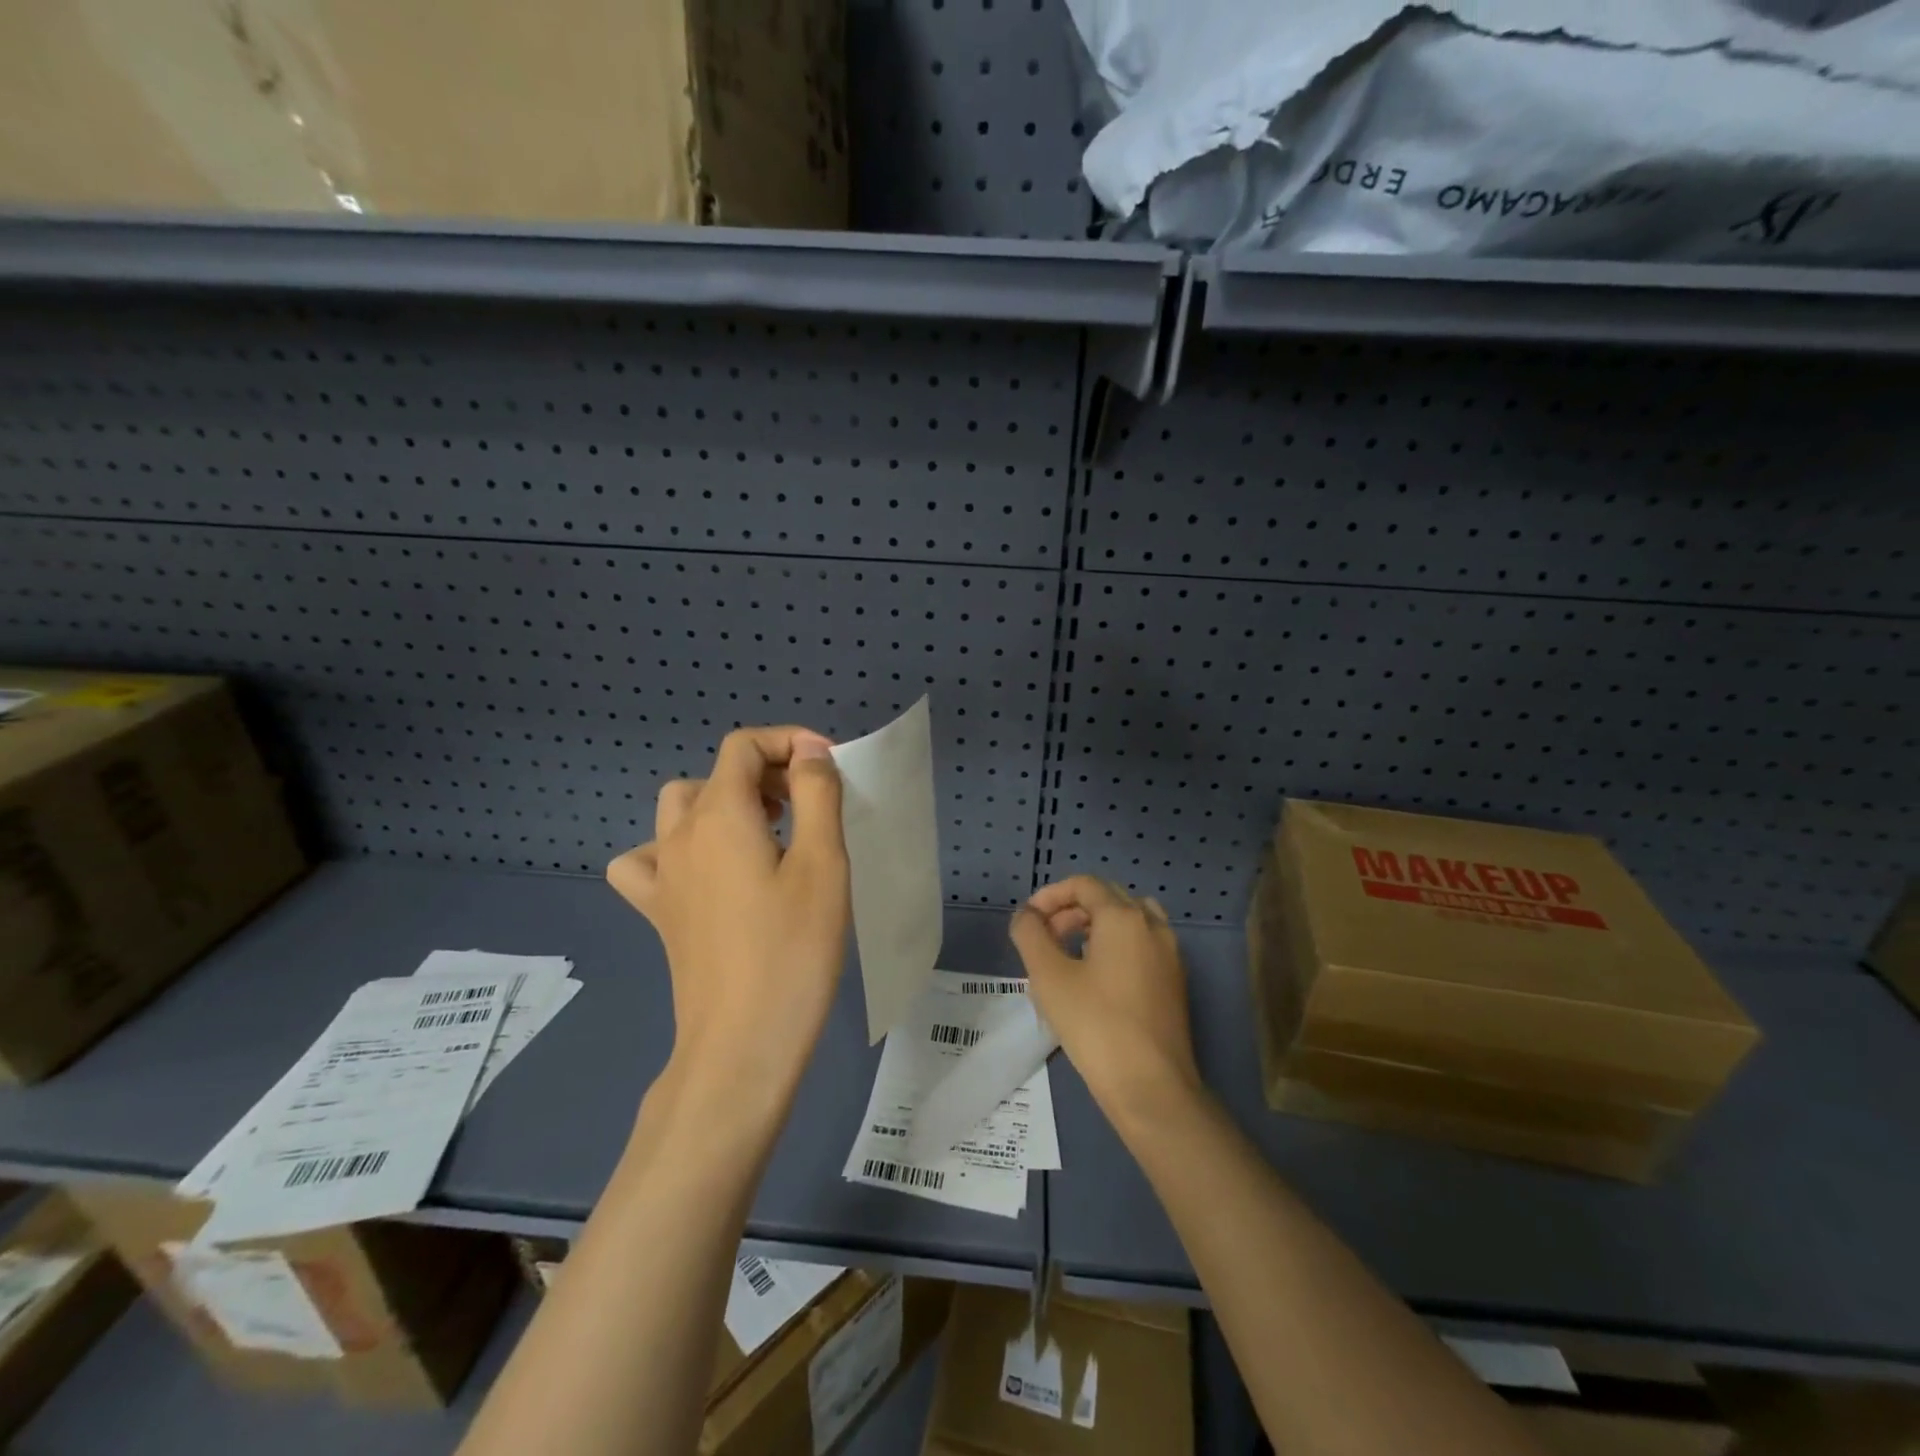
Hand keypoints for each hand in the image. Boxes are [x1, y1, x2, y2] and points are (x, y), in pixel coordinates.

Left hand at [608, 727, 849, 1103]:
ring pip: (679, 810)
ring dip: (723, 804)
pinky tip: (707, 873)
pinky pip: (649, 861)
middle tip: (809, 805)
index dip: (789, 741)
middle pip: (716, 775)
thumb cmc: (793, 949)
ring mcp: (662, 876)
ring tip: (765, 832)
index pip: (743, 745)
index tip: (829, 768)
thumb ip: (816, 793)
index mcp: (720, 815)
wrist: (742, 1043)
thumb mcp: (823, 862)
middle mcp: (680, 836)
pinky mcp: (659, 913)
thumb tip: (808, 750)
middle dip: (765, 773)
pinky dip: (676, 850)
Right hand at [1009, 876, 1203, 1132]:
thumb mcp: (1049, 977)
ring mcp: (1170, 954)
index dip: (1051, 895)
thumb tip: (1026, 915)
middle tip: (1044, 936)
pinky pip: (1142, 943)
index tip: (1028, 920)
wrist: (1151, 1087)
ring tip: (1069, 952)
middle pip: (1108, 897)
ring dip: (1096, 925)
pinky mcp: (1175, 981)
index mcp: (1124, 917)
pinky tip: (1096, 977)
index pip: (1084, 885)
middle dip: (1071, 909)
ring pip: (1129, 920)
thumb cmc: (1095, 1025)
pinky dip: (1116, 944)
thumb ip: (1031, 934)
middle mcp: (1153, 925)